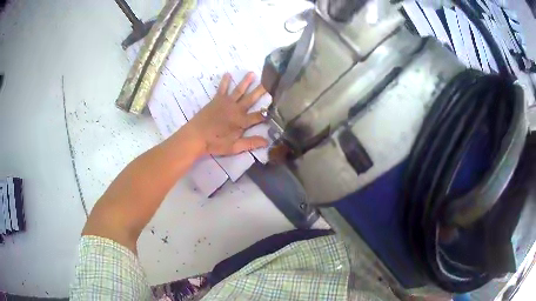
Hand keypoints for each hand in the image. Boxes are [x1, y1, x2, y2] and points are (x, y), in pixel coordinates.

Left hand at [184, 72, 268, 155]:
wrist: (195, 136)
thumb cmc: (215, 143)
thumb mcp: (234, 147)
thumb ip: (251, 143)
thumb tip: (268, 141)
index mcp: (242, 121)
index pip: (259, 116)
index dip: (268, 113)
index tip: (278, 107)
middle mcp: (236, 109)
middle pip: (251, 99)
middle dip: (261, 91)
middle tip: (270, 82)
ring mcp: (226, 103)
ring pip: (239, 90)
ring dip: (246, 82)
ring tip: (252, 73)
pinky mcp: (216, 100)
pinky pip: (222, 89)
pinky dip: (224, 81)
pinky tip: (227, 74)